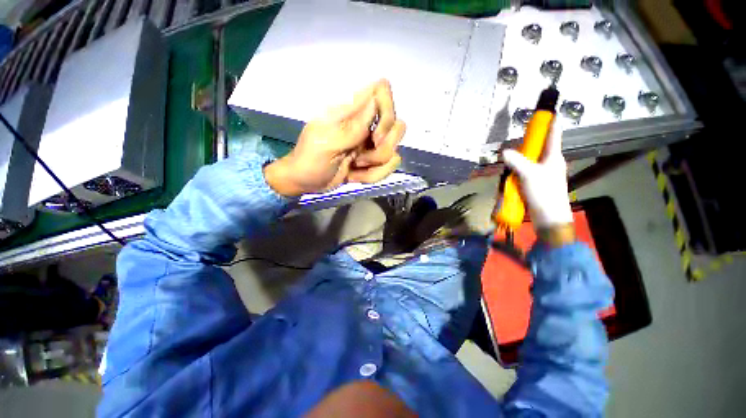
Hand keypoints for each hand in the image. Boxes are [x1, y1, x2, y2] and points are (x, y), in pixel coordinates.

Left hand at [264, 79, 405, 196]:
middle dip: (385, 146)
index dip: (387, 110)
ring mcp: (371, 143)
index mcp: (350, 111)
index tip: (375, 135)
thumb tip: (374, 101)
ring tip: (354, 166)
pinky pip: (388, 166)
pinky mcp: (373, 160)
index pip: (381, 90)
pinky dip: (373, 175)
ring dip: (376, 165)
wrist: (307, 182)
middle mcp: (366, 123)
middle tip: (362, 156)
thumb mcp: (326, 144)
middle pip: (397, 124)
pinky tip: (355, 175)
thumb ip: (351, 127)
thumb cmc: (310, 160)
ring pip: (394, 149)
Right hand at [501, 122, 572, 227]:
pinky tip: (509, 175)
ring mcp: (542, 173)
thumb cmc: (544, 193)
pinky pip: (524, 172)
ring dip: (518, 160)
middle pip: (537, 147)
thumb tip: (503, 152)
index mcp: (553, 157)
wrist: (549, 217)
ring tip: (508, 162)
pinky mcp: (535, 183)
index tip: (546, 111)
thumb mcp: (529, 175)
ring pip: (529, 160)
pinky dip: (516, 171)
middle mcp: (549, 163)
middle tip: (514, 142)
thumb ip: (516, 162)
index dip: (550, 122)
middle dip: (526, 144)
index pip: (553, 134)